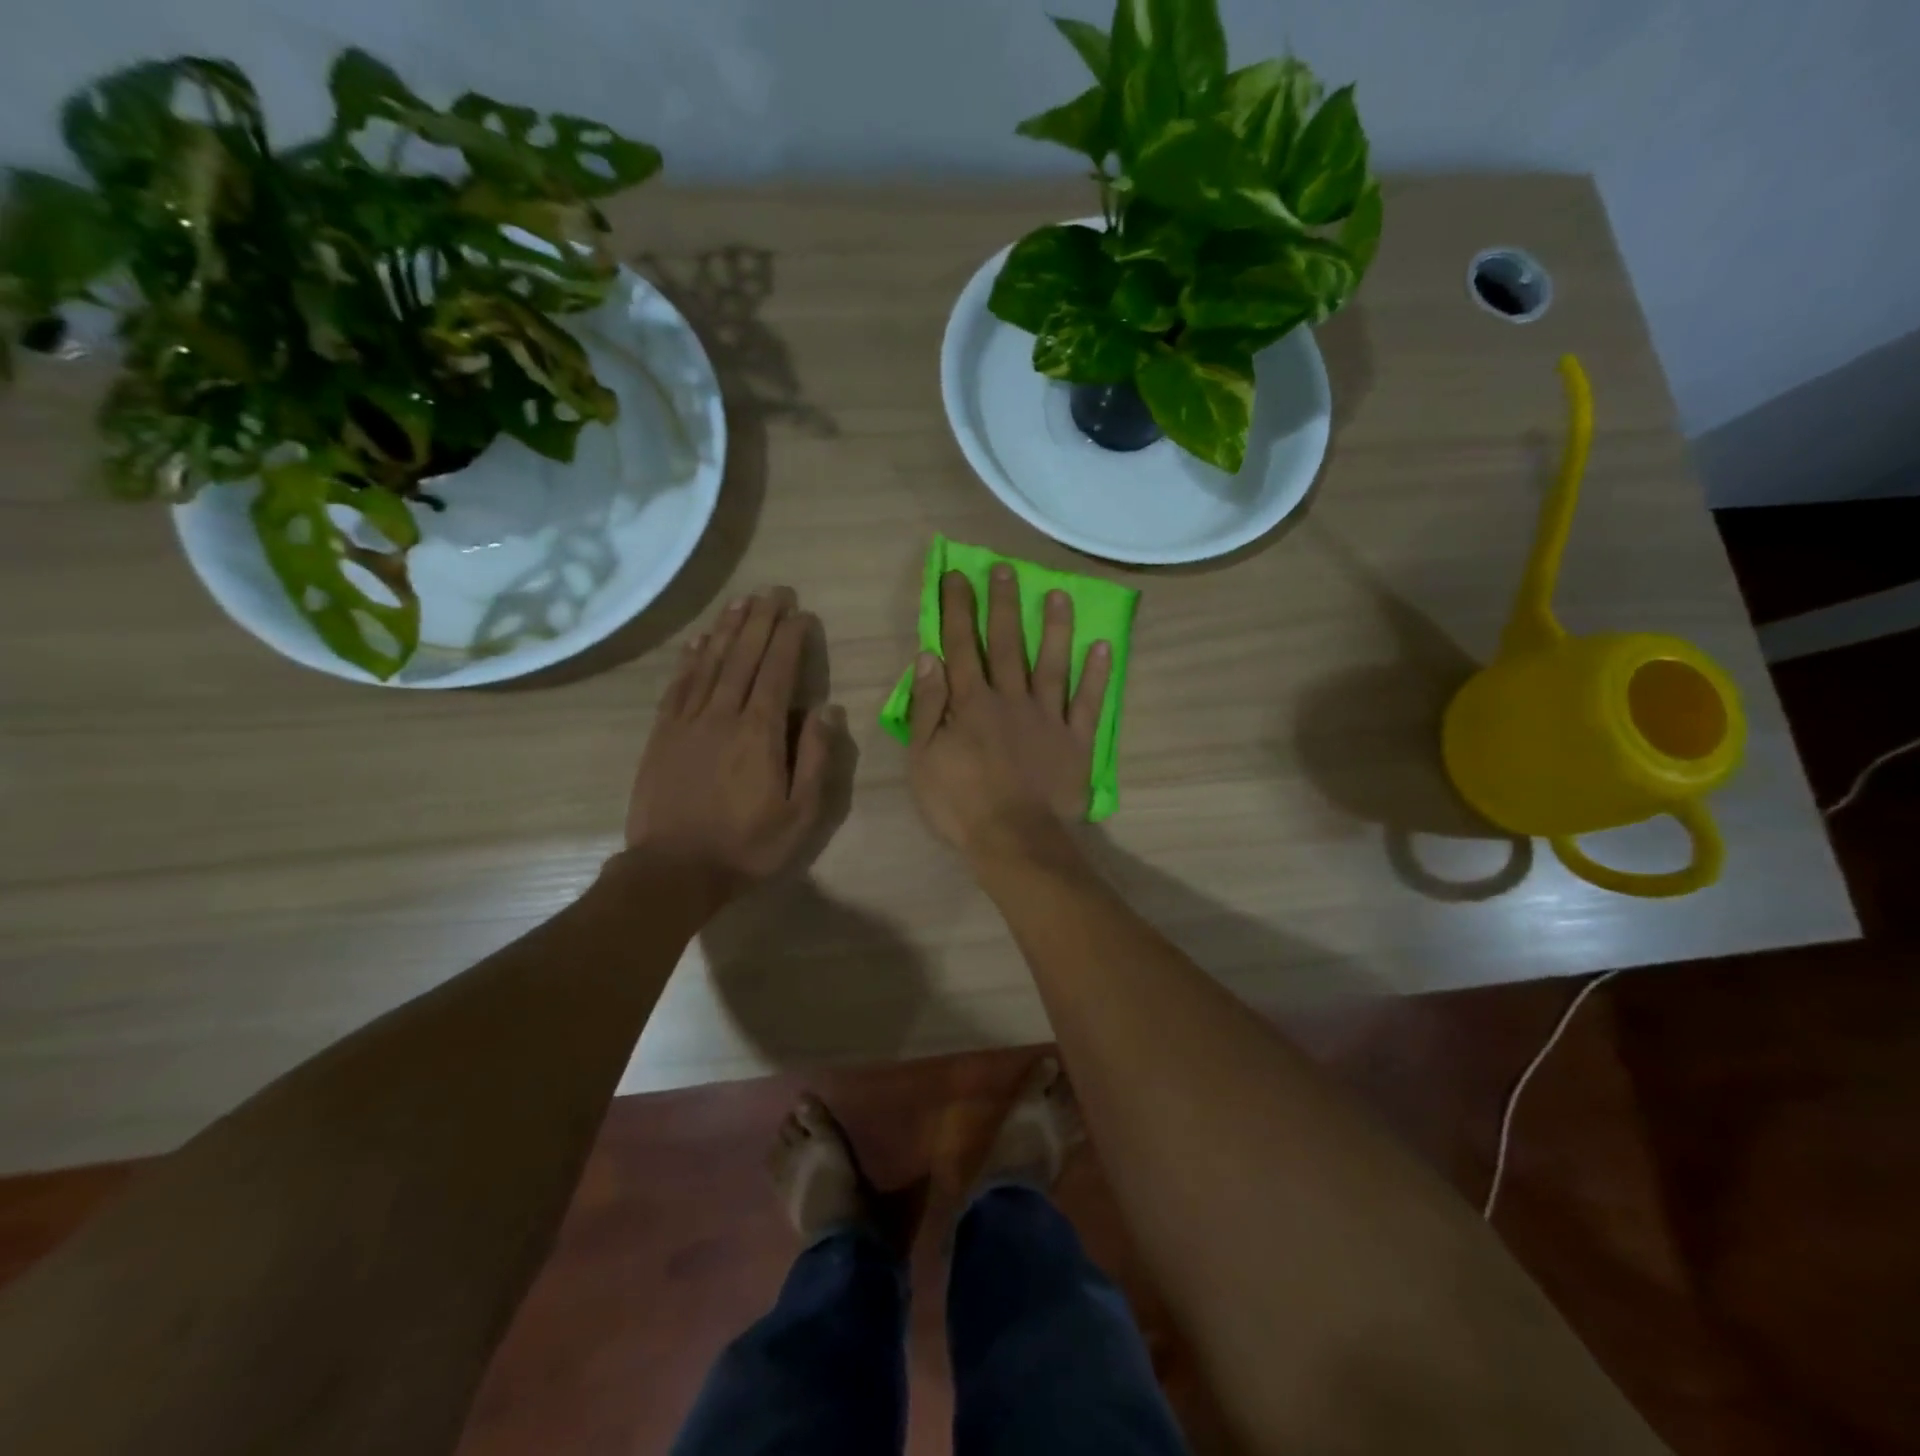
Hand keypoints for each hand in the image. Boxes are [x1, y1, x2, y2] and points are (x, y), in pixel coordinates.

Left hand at [623, 587, 839, 902]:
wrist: (673, 871)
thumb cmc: (747, 846)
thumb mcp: (801, 815)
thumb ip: (815, 758)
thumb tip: (828, 709)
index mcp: (759, 733)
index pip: (777, 672)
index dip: (790, 639)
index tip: (802, 614)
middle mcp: (722, 715)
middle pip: (743, 656)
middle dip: (761, 620)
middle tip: (775, 590)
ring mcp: (687, 722)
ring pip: (709, 663)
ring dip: (727, 628)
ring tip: (742, 601)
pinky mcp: (662, 734)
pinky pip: (678, 685)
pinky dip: (690, 658)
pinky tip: (698, 640)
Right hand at [907, 567, 1111, 863]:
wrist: (1014, 840)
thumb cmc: (960, 803)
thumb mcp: (924, 758)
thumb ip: (927, 706)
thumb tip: (929, 657)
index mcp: (971, 703)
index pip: (961, 646)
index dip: (958, 609)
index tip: (957, 576)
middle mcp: (1010, 699)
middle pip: (1007, 644)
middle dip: (1003, 604)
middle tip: (1007, 570)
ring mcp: (1048, 717)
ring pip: (1052, 663)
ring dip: (1055, 627)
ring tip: (1059, 594)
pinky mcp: (1075, 740)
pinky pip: (1088, 702)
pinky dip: (1097, 675)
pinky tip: (1102, 647)